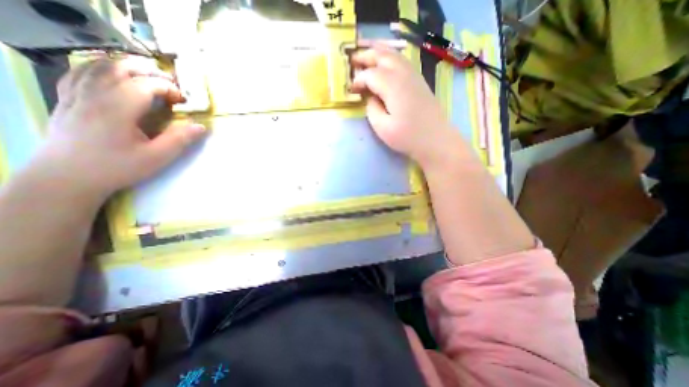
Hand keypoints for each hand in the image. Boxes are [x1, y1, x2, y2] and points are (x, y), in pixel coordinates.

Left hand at [38, 57, 202, 199]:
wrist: (68, 177)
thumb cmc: (117, 167)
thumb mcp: (157, 157)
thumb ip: (180, 140)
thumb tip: (201, 126)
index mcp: (117, 108)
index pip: (145, 84)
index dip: (169, 88)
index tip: (182, 101)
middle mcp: (93, 94)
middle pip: (120, 66)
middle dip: (149, 71)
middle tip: (169, 85)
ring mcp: (76, 94)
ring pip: (97, 65)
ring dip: (126, 66)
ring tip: (147, 78)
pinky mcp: (67, 99)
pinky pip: (80, 72)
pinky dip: (100, 69)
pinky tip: (113, 77)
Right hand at [352, 44, 455, 166]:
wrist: (435, 139)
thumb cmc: (407, 136)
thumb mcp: (383, 127)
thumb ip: (372, 109)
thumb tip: (370, 97)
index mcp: (392, 85)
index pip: (370, 74)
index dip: (358, 80)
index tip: (351, 89)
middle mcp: (403, 73)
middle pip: (382, 56)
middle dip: (366, 56)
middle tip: (353, 60)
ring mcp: (413, 75)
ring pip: (393, 54)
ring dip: (378, 52)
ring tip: (366, 55)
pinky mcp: (419, 80)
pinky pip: (402, 61)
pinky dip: (390, 57)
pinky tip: (385, 63)